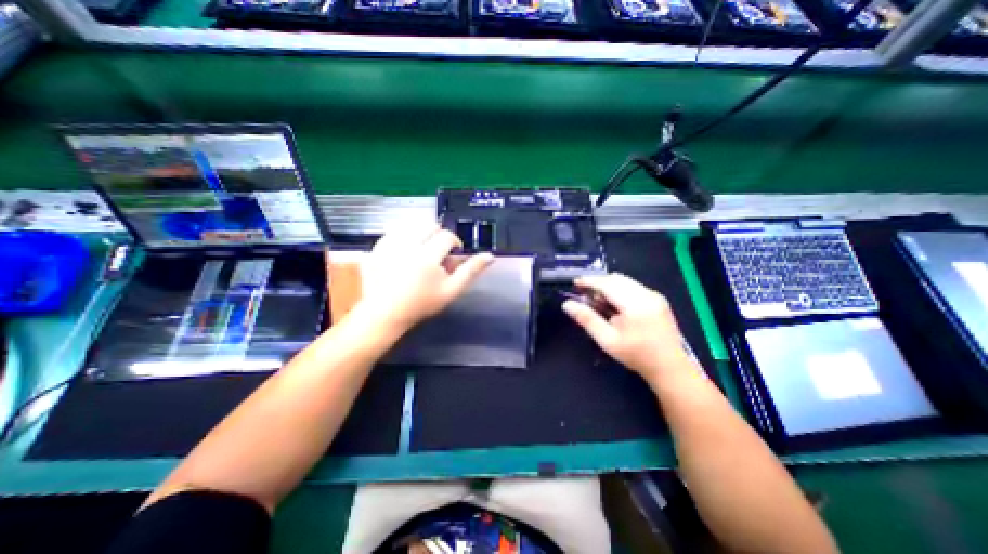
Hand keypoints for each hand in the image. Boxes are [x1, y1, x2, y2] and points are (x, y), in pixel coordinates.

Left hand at [356, 223, 494, 332]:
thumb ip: (471, 271)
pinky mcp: (377, 247)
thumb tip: (490, 256)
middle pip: (428, 225)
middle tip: (437, 253)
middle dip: (437, 235)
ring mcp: (389, 245)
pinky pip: (394, 231)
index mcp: (427, 256)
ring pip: (411, 225)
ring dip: (421, 233)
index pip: (447, 236)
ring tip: (422, 250)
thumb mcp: (451, 291)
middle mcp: (407, 245)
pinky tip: (405, 250)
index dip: (454, 242)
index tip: (453, 254)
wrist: (385, 313)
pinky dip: (404, 236)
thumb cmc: (421, 304)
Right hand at [562, 272, 692, 383]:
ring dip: (608, 286)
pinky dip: (619, 290)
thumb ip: (587, 319)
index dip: (589, 281)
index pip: (608, 284)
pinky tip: (614, 305)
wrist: (669, 367)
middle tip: (584, 294)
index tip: (575, 283)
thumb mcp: (607, 340)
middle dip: (598, 283)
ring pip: (625, 281)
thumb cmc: (636, 355)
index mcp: (635, 305)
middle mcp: (647, 294)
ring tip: (598, 301)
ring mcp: (655, 295)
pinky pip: (633, 286)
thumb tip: (567, 305)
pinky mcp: (658, 299)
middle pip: (616, 279)